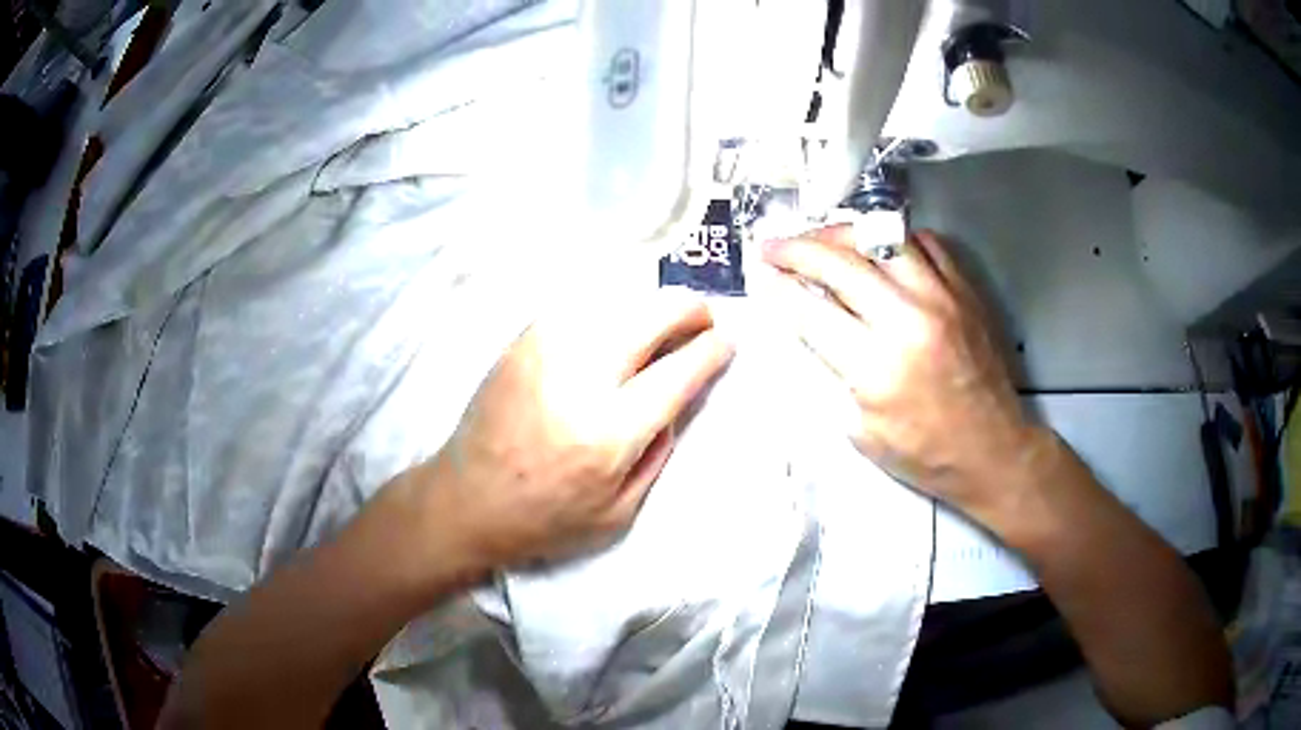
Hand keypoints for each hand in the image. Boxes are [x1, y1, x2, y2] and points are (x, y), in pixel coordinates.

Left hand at [426, 289, 733, 573]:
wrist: (465, 500)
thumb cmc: (544, 519)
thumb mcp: (618, 513)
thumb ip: (658, 451)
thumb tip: (679, 397)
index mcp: (609, 432)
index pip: (678, 371)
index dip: (711, 349)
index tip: (726, 342)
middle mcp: (579, 378)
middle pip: (651, 314)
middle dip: (689, 309)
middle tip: (701, 321)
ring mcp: (545, 350)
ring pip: (617, 299)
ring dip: (650, 305)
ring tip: (662, 323)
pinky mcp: (522, 341)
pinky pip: (581, 305)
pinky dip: (611, 308)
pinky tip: (617, 325)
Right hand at [763, 227, 1047, 517]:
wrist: (994, 451)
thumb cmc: (926, 455)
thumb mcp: (863, 431)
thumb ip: (835, 374)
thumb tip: (812, 327)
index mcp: (878, 367)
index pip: (811, 311)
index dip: (777, 286)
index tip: (757, 271)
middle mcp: (909, 320)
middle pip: (841, 262)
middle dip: (797, 248)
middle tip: (773, 245)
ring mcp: (942, 298)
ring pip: (882, 238)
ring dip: (842, 233)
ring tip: (823, 239)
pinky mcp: (965, 291)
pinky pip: (924, 243)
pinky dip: (893, 240)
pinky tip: (879, 250)